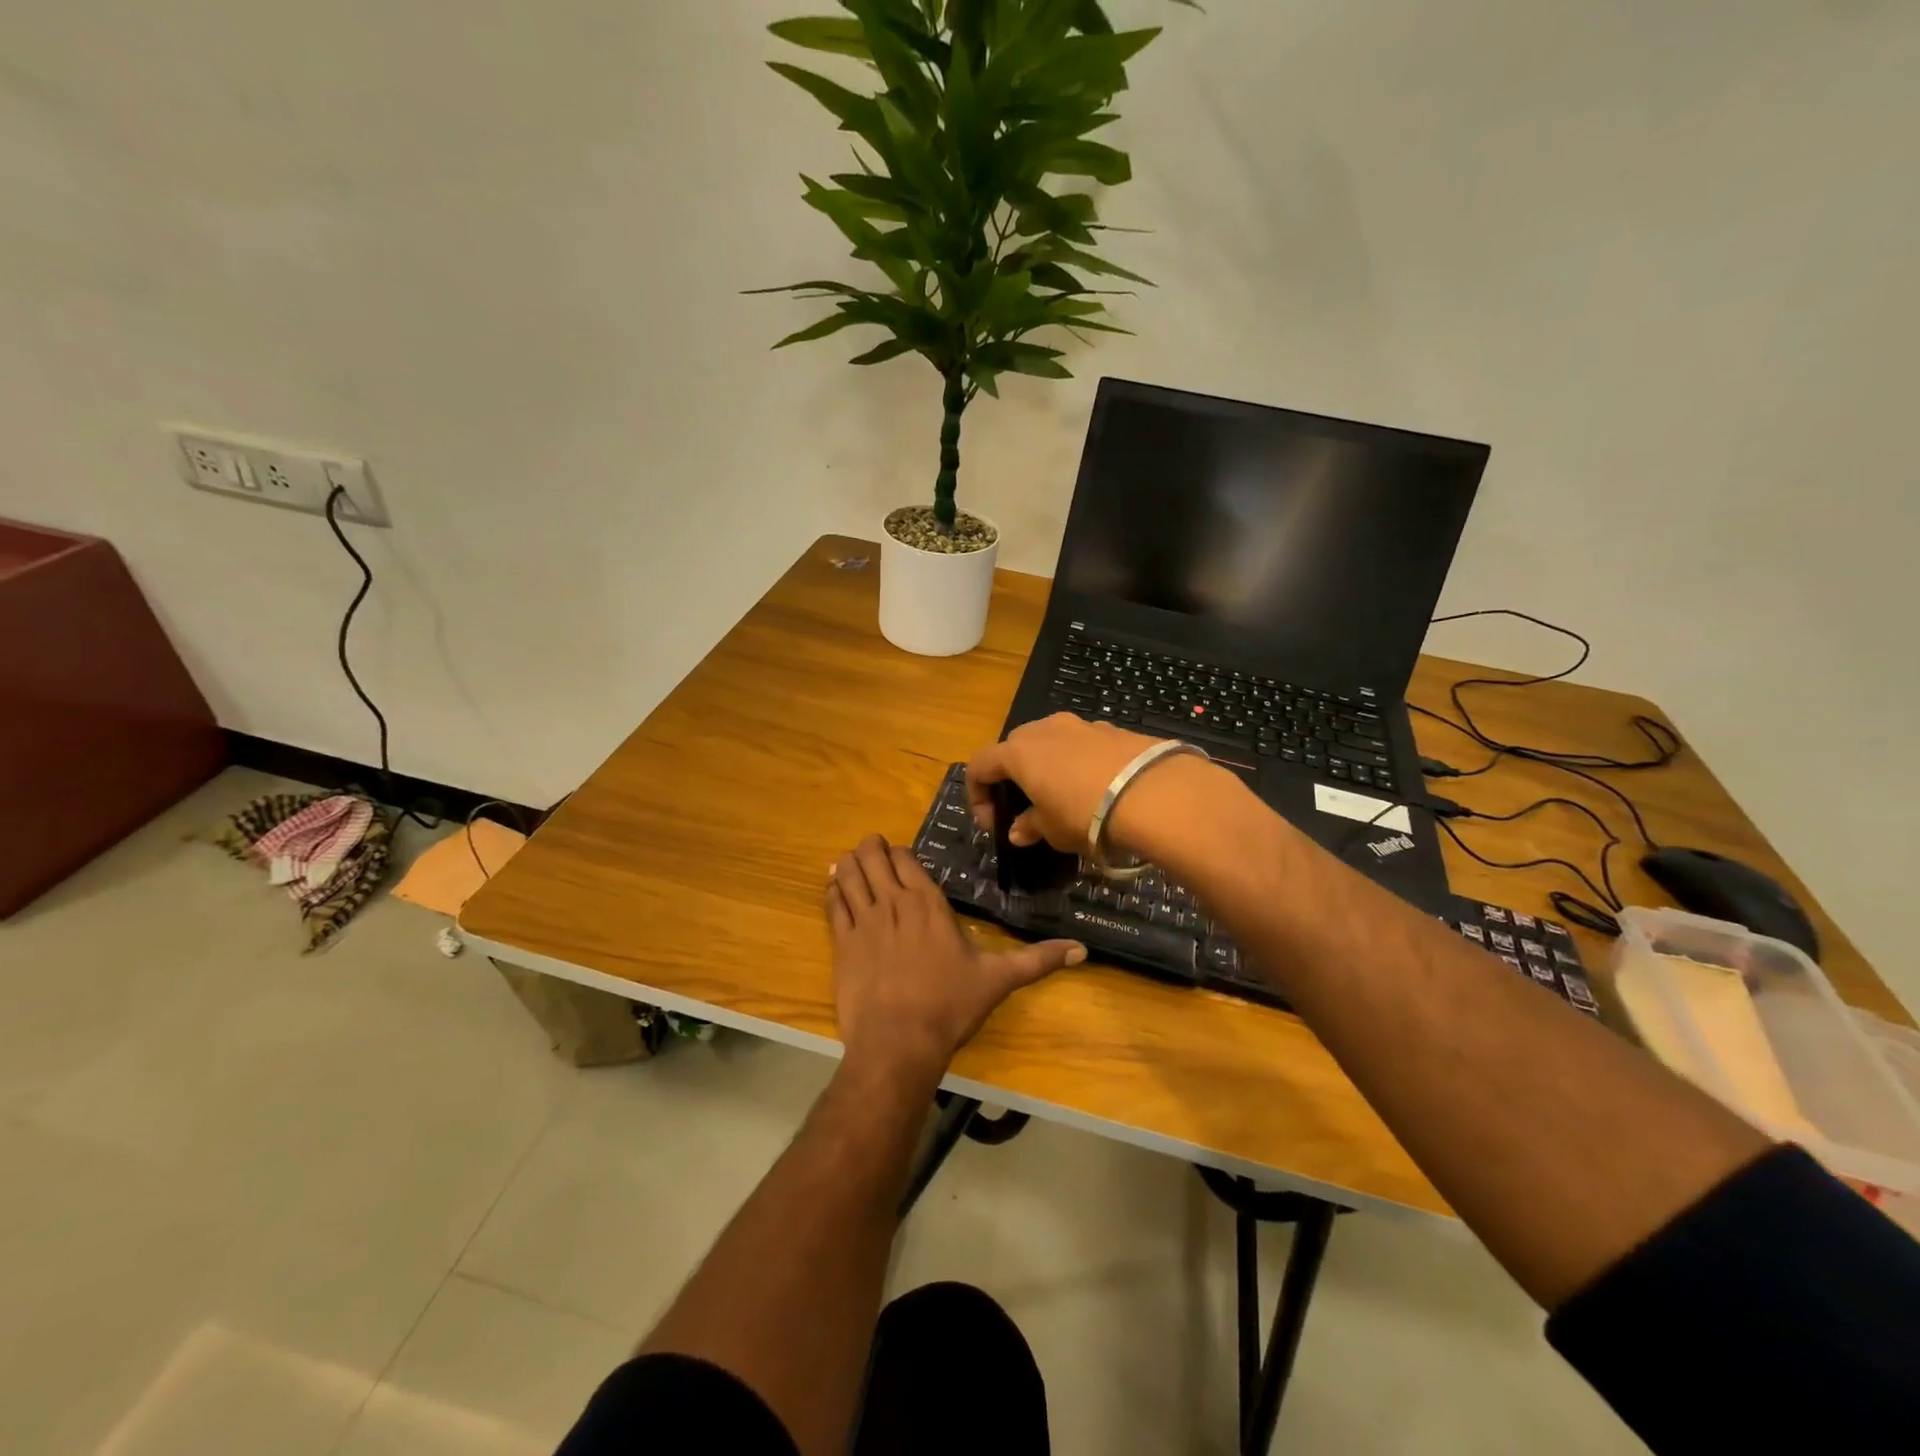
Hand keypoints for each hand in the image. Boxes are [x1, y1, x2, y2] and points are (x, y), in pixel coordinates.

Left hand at [825, 835, 1084, 1084]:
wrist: (898, 1043)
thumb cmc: (950, 1007)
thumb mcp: (998, 980)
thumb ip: (1038, 960)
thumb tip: (1082, 950)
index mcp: (927, 904)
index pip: (905, 859)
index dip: (898, 853)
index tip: (898, 855)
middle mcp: (893, 903)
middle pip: (873, 859)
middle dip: (871, 848)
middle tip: (871, 848)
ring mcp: (863, 921)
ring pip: (850, 874)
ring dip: (850, 863)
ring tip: (849, 859)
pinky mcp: (841, 943)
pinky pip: (832, 904)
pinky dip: (832, 889)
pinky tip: (833, 885)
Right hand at [966, 714, 1157, 850]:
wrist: (1153, 792)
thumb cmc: (1086, 813)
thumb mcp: (1053, 830)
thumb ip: (1030, 826)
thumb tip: (1018, 830)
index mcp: (1018, 752)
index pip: (979, 765)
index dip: (978, 794)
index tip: (993, 822)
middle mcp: (1044, 729)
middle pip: (1013, 747)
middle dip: (1012, 775)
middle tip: (1024, 806)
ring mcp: (1080, 725)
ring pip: (1050, 741)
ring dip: (1046, 766)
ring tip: (1062, 797)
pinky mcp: (1112, 729)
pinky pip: (1081, 744)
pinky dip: (1077, 763)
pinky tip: (1095, 788)